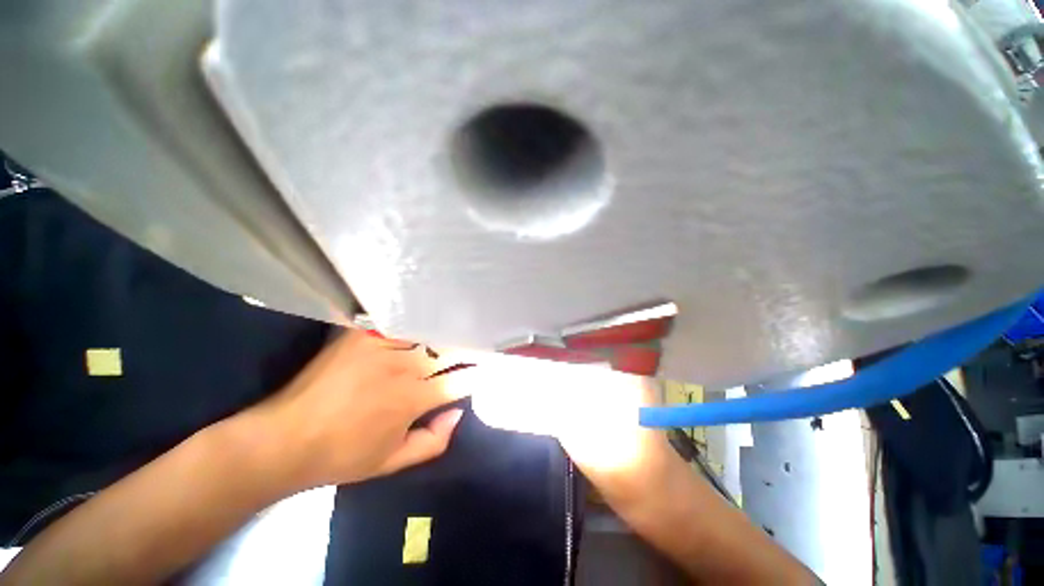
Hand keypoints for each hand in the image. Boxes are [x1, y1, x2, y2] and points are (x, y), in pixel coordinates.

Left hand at [247, 329, 463, 490]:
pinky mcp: (363, 335)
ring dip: (444, 333)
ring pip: (427, 334)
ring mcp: (382, 347)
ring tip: (458, 326)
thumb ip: (433, 441)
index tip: (487, 368)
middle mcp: (403, 369)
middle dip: (468, 348)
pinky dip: (415, 323)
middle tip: (478, 342)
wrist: (284, 439)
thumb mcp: (391, 462)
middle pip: (448, 351)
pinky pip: (400, 323)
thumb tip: (458, 413)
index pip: (459, 381)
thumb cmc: (341, 456)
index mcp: (412, 400)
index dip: (477, 373)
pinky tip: (424, 318)